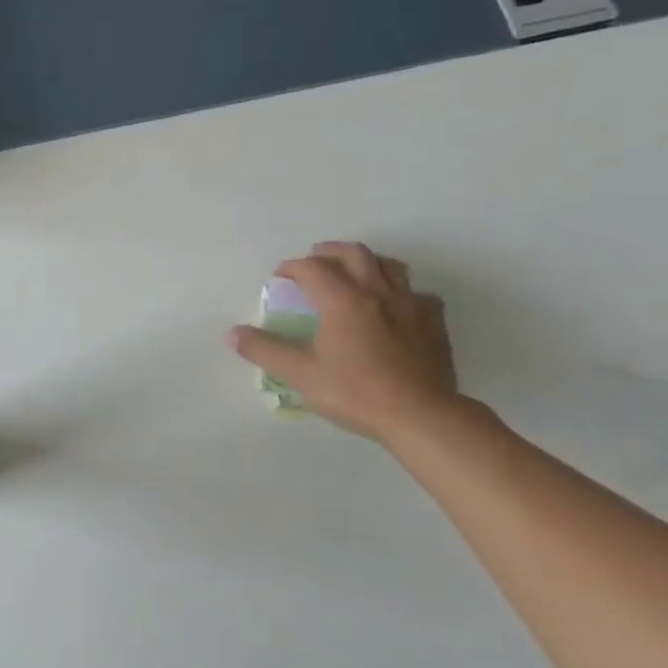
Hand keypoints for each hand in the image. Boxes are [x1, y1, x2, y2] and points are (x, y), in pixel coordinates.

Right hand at [227, 241, 459, 442]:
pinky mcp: (435, 322)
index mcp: (343, 301)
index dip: (291, 267)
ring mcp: (411, 304)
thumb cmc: (355, 393)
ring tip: (354, 273)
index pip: (312, 268)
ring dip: (366, 262)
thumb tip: (232, 333)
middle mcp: (377, 292)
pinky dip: (400, 291)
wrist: (421, 416)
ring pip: (390, 265)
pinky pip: (418, 293)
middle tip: (314, 261)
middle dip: (328, 252)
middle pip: (353, 253)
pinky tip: (395, 307)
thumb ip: (264, 350)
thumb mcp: (300, 374)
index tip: (279, 278)